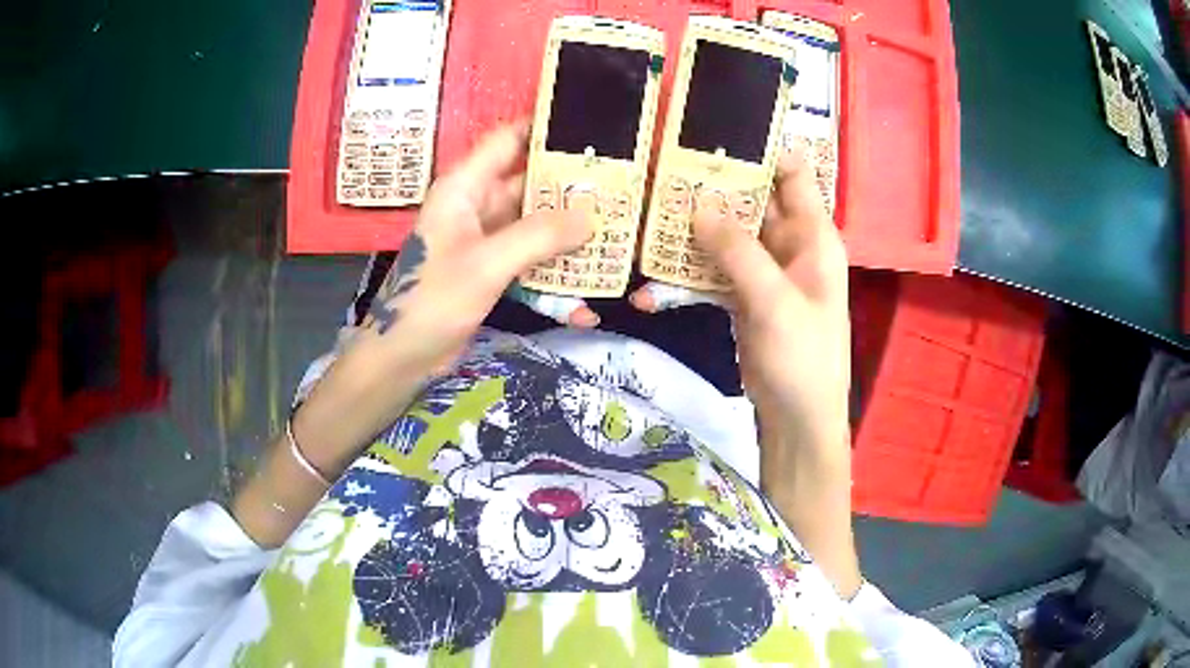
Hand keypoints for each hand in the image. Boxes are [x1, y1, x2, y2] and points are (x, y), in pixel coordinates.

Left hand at [365, 122, 594, 364]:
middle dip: (571, 184)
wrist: (402, 357)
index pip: (508, 140)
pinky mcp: (492, 268)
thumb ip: (539, 236)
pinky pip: (530, 255)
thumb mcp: (487, 264)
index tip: (592, 127)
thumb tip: (592, 217)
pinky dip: (554, 265)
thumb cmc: (432, 300)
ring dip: (568, 228)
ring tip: (618, 228)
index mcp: (466, 187)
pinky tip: (587, 283)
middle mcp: (476, 205)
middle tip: (622, 184)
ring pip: (534, 221)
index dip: (545, 128)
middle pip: (529, 181)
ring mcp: (485, 238)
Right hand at [691, 150, 859, 596]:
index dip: (762, 148)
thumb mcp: (775, 302)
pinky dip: (686, 272)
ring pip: (727, 234)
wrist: (797, 420)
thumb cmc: (803, 359)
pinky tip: (650, 281)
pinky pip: (713, 271)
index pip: (793, 172)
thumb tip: (698, 206)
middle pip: (751, 199)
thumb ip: (739, 252)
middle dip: (713, 184)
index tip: (714, 131)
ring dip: (692, 228)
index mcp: (812, 236)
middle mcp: (790, 245)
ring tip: (646, 212)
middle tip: (662, 167)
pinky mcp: (743, 296)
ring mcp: (764, 271)